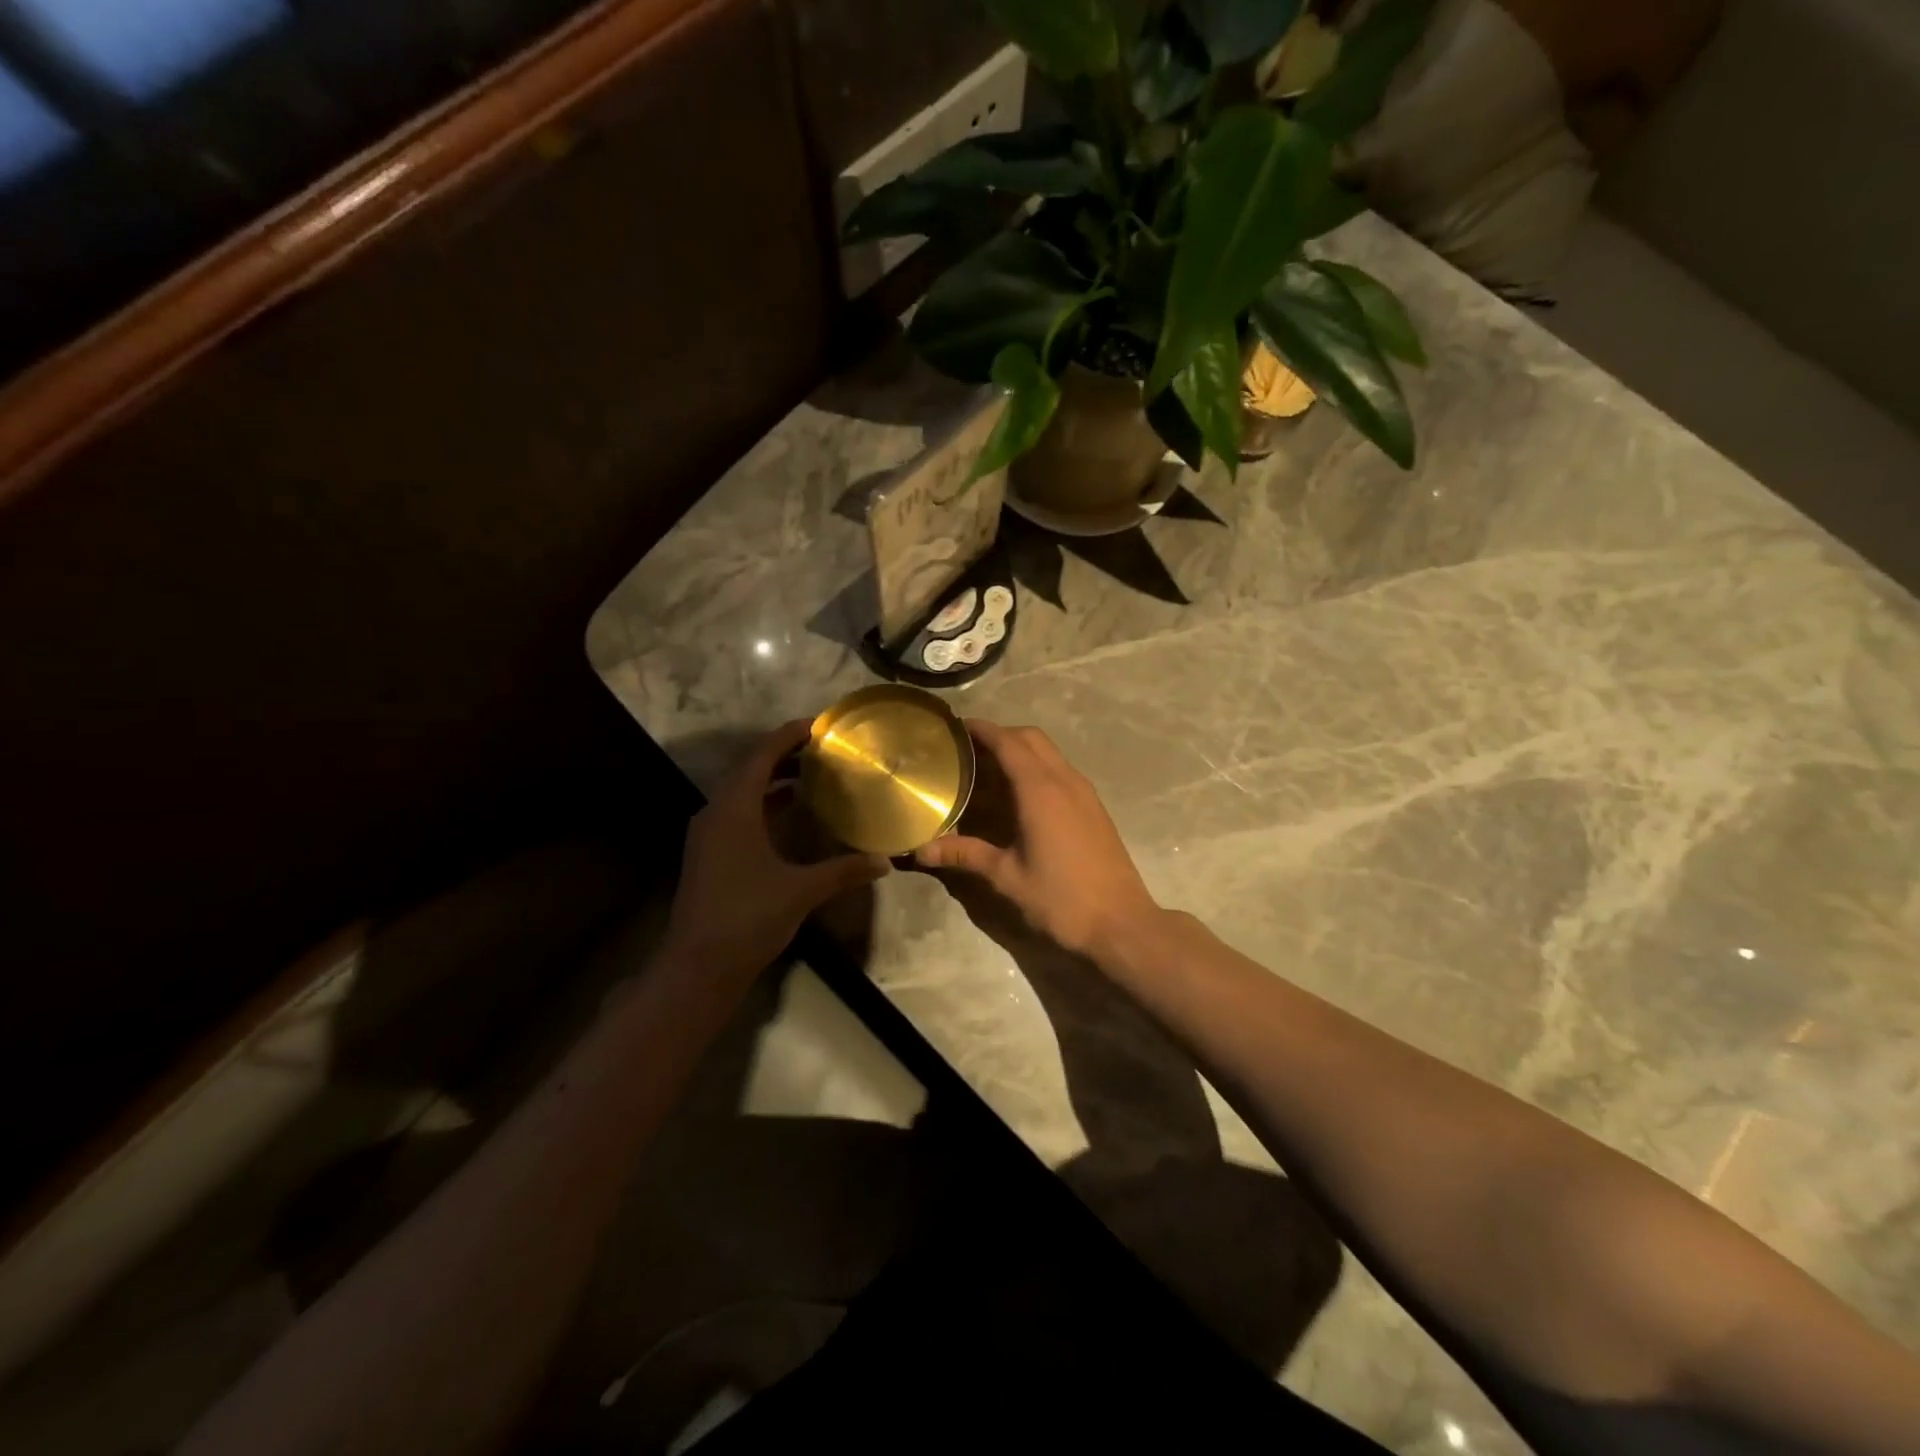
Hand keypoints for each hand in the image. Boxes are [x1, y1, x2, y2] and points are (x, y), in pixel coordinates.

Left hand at [662, 720, 889, 980]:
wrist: (698, 966)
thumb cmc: (747, 917)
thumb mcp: (801, 890)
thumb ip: (843, 870)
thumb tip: (885, 861)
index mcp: (734, 809)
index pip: (761, 756)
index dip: (789, 735)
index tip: (820, 724)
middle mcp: (716, 813)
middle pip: (750, 769)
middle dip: (785, 754)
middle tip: (823, 747)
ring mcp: (709, 834)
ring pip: (743, 792)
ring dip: (774, 779)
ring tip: (813, 774)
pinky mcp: (710, 853)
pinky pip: (739, 813)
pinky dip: (765, 804)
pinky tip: (790, 814)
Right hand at [914, 721, 1160, 962]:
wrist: (1121, 923)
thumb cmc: (1061, 899)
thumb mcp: (1007, 877)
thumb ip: (965, 854)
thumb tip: (921, 850)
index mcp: (1040, 790)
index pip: (1008, 742)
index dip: (982, 730)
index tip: (956, 726)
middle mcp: (1065, 780)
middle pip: (1031, 738)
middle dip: (1001, 735)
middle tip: (969, 750)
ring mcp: (1084, 792)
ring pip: (1050, 752)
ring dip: (1021, 750)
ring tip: (989, 769)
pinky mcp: (1094, 807)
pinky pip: (1062, 770)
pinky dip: (1038, 767)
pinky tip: (1021, 796)